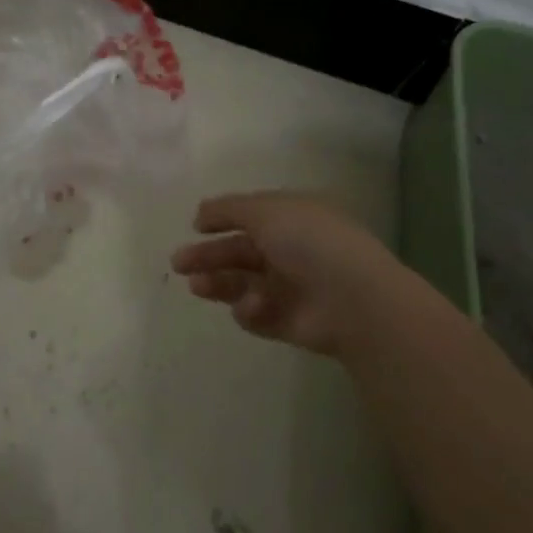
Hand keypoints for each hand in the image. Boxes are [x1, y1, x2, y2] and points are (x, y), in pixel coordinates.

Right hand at [171, 192, 398, 356]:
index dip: (222, 219)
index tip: (196, 226)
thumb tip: (199, 213)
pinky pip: (257, 315)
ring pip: (242, 283)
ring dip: (218, 283)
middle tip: (178, 263)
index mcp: (292, 219)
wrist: (354, 301)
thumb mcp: (265, 210)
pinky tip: (253, 306)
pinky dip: (249, 310)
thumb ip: (228, 209)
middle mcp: (290, 251)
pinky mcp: (288, 323)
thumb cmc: (310, 242)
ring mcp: (290, 289)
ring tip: (197, 286)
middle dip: (208, 256)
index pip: (250, 216)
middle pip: (240, 252)